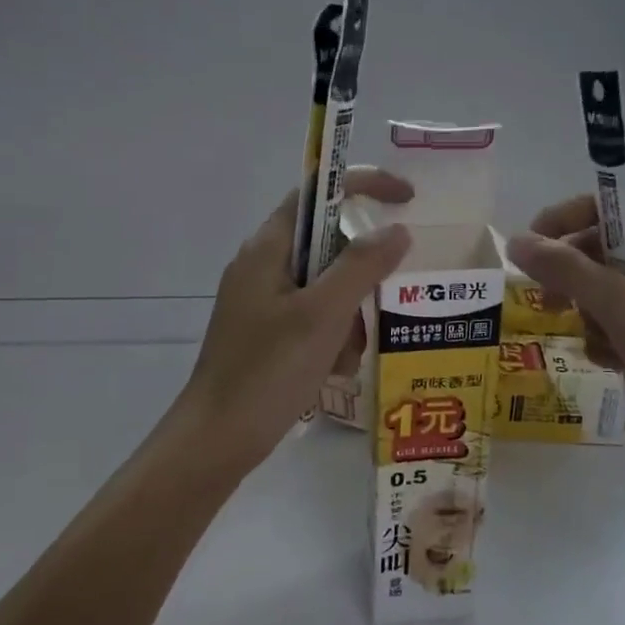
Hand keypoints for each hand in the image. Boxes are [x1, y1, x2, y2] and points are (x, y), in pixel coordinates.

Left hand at [176, 171, 411, 475]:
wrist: (217, 439)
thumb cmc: (268, 371)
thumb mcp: (323, 314)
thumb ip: (362, 266)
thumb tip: (397, 230)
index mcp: (267, 248)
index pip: (318, 192)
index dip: (363, 185)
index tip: (407, 199)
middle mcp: (262, 266)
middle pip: (327, 243)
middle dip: (360, 276)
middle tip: (380, 303)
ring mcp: (262, 302)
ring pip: (325, 287)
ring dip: (348, 316)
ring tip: (347, 356)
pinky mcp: (266, 334)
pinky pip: (313, 319)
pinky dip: (332, 338)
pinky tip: (333, 372)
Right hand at [505, 198, 624, 459]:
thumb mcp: (621, 305)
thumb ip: (565, 270)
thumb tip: (515, 242)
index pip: (601, 212)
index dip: (560, 225)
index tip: (527, 253)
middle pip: (599, 254)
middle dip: (575, 283)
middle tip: (551, 305)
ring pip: (603, 293)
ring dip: (592, 319)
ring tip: (603, 344)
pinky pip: (618, 322)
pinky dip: (609, 340)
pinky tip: (614, 362)